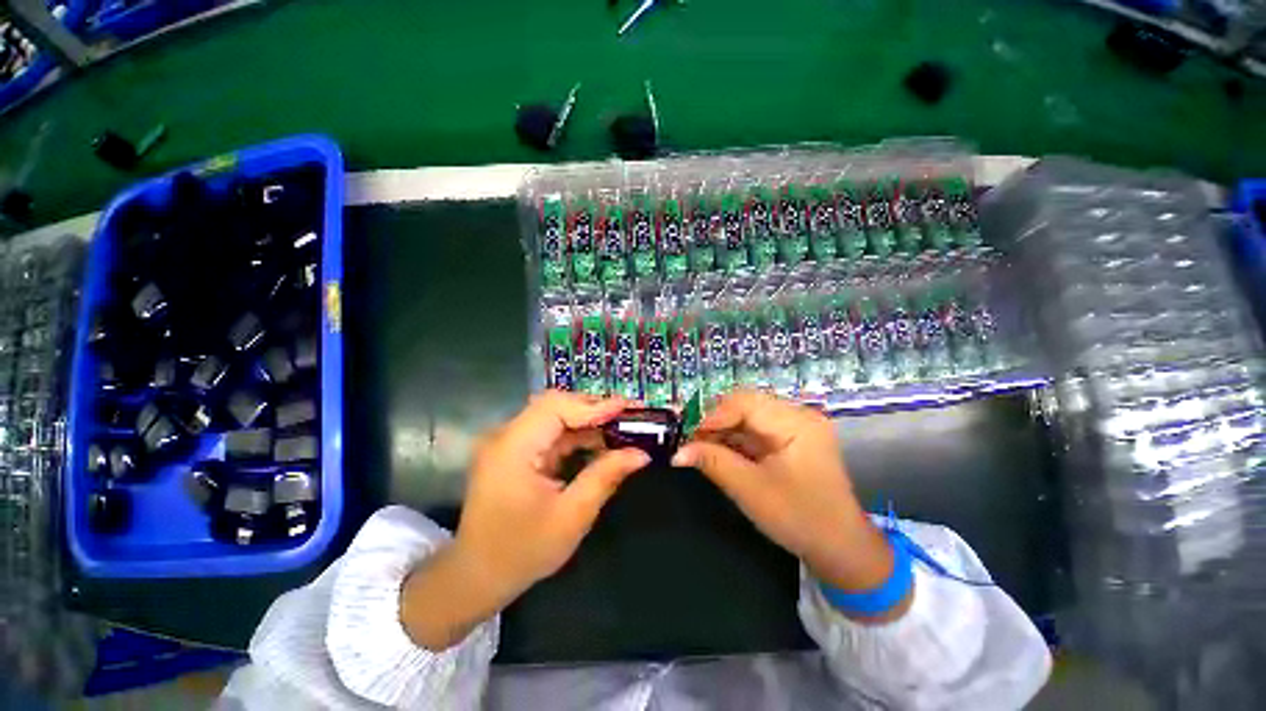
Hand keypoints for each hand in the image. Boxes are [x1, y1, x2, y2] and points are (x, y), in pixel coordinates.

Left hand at [455, 391, 649, 600]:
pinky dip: (575, 436)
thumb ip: (605, 477)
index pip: (556, 408)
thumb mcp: (572, 516)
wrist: (477, 577)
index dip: (593, 405)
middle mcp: (506, 437)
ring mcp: (508, 444)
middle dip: (592, 409)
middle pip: (554, 406)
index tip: (627, 407)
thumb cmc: (523, 552)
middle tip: (626, 415)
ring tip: (619, 428)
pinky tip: (597, 444)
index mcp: (513, 448)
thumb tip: (641, 454)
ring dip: (586, 422)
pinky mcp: (514, 453)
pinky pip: (549, 434)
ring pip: (553, 417)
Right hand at [672, 391, 903, 614]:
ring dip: (724, 431)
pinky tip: (721, 453)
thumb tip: (677, 453)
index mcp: (796, 422)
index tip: (690, 437)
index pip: (745, 402)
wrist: (841, 549)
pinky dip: (736, 440)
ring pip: (748, 417)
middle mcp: (798, 415)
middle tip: (693, 443)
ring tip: (702, 449)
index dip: (713, 416)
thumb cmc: (799, 518)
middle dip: (717, 423)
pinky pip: (757, 430)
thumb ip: (713, 463)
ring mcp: (796, 427)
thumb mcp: (750, 490)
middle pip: (746, 405)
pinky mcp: (792, 439)